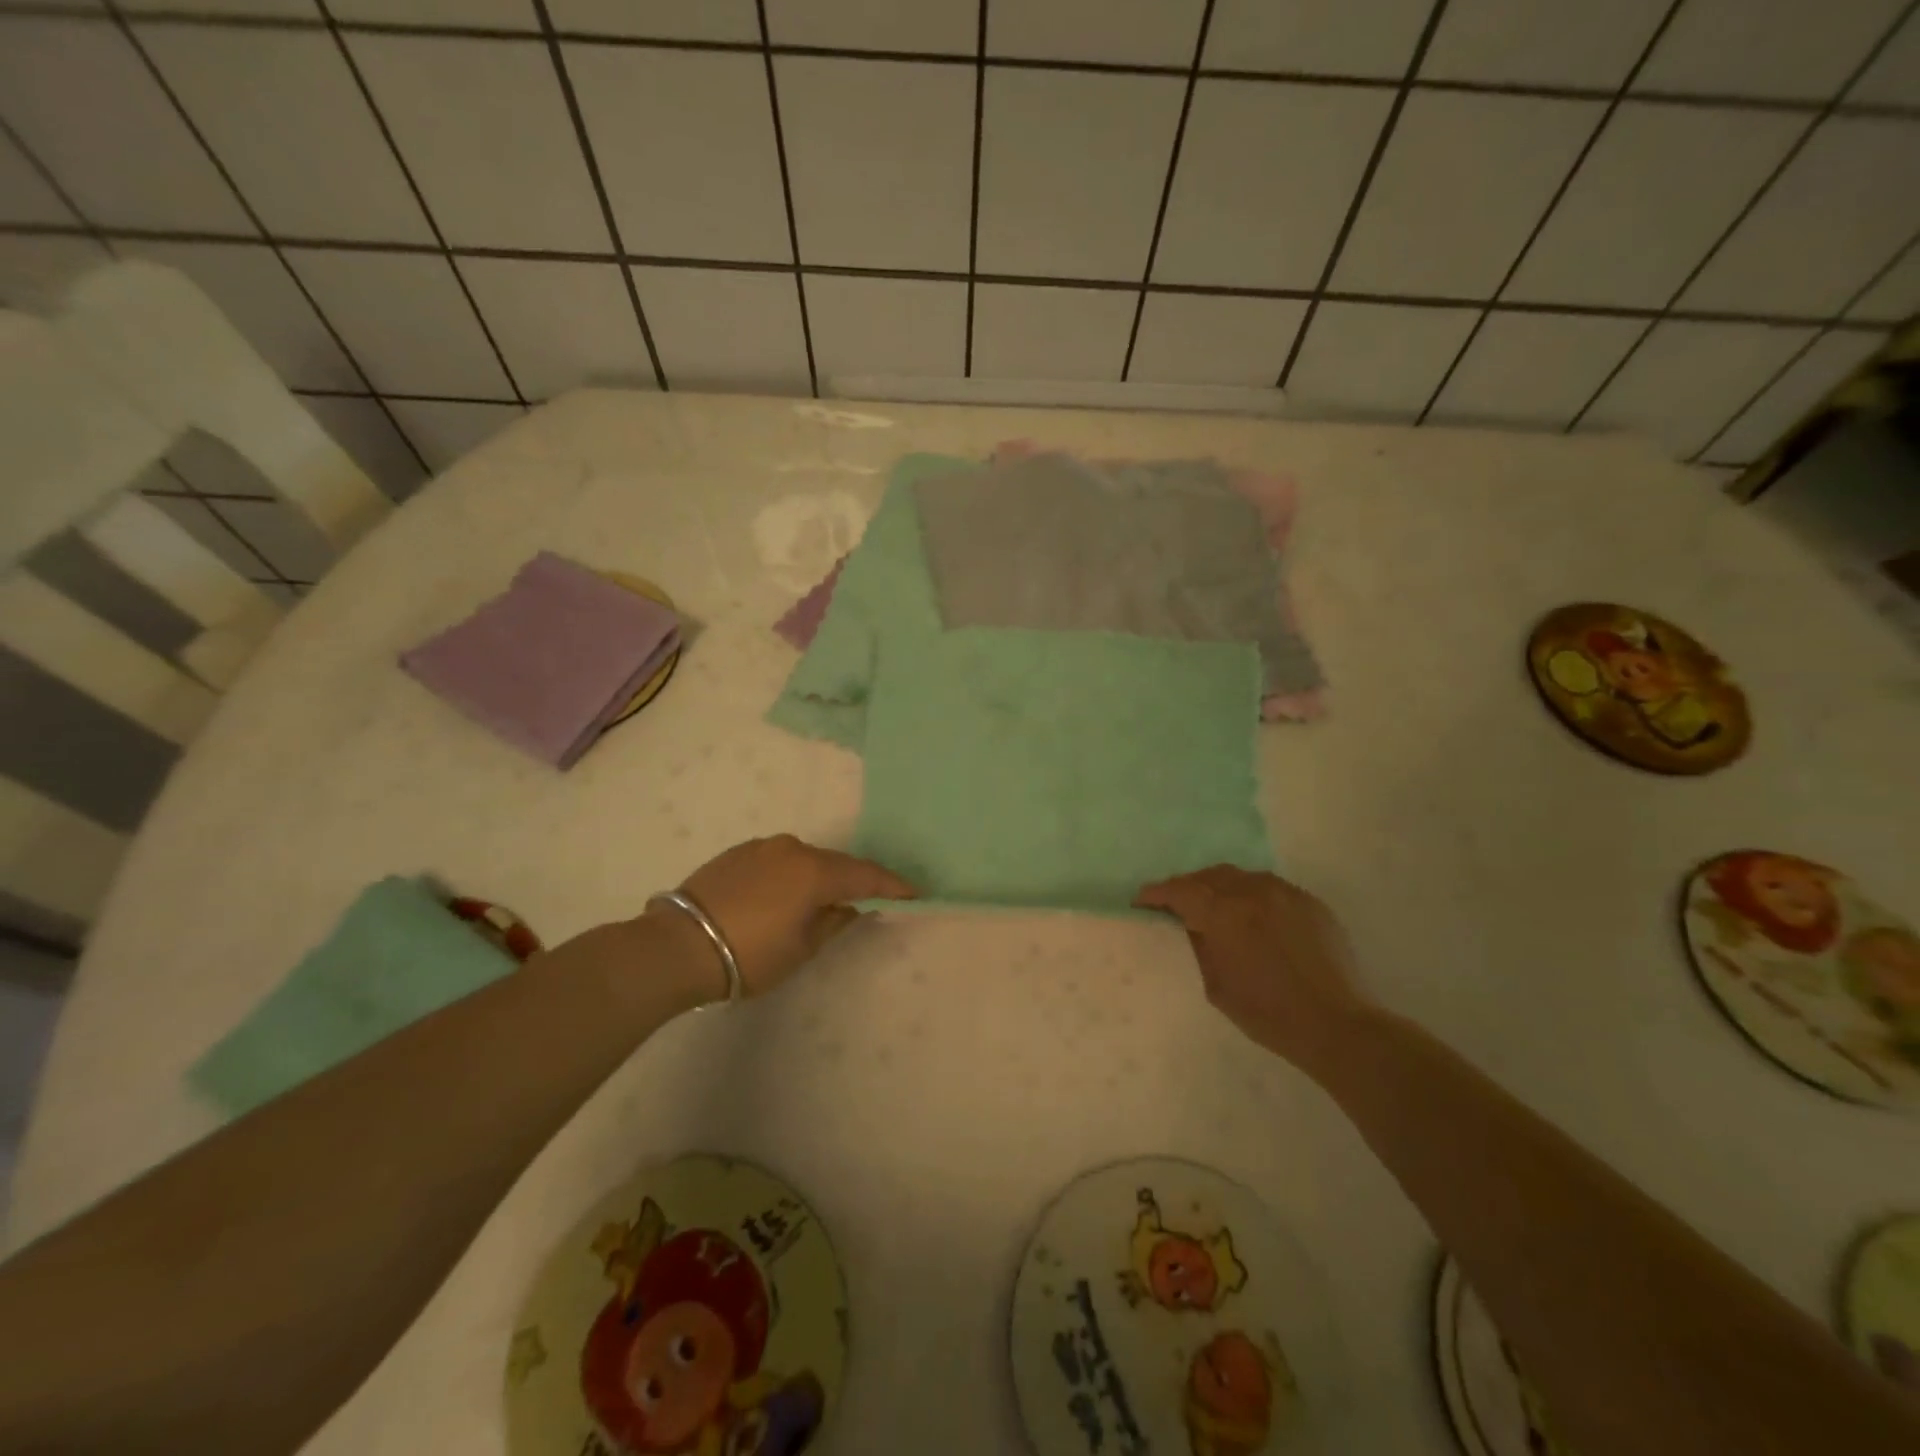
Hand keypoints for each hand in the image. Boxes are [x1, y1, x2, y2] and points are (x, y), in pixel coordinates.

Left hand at [661, 834, 915, 997]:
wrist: (678, 946)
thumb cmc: (749, 954)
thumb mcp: (801, 948)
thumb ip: (832, 923)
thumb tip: (850, 907)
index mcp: (814, 871)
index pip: (865, 875)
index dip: (892, 885)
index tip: (914, 892)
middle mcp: (792, 848)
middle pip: (835, 864)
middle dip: (853, 881)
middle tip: (870, 899)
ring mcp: (762, 847)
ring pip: (804, 860)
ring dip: (818, 877)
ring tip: (821, 901)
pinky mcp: (737, 853)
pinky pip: (778, 860)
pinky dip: (790, 875)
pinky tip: (783, 896)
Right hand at [1134, 865, 1372, 1073]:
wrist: (1337, 1025)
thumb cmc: (1268, 1013)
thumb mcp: (1216, 986)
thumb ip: (1199, 945)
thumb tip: (1190, 923)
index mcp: (1224, 913)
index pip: (1179, 890)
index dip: (1156, 893)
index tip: (1141, 900)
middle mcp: (1252, 891)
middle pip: (1209, 876)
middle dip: (1188, 887)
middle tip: (1176, 904)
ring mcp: (1284, 893)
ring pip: (1240, 877)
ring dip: (1220, 887)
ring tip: (1215, 906)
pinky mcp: (1309, 902)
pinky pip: (1270, 887)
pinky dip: (1251, 895)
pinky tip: (1252, 916)